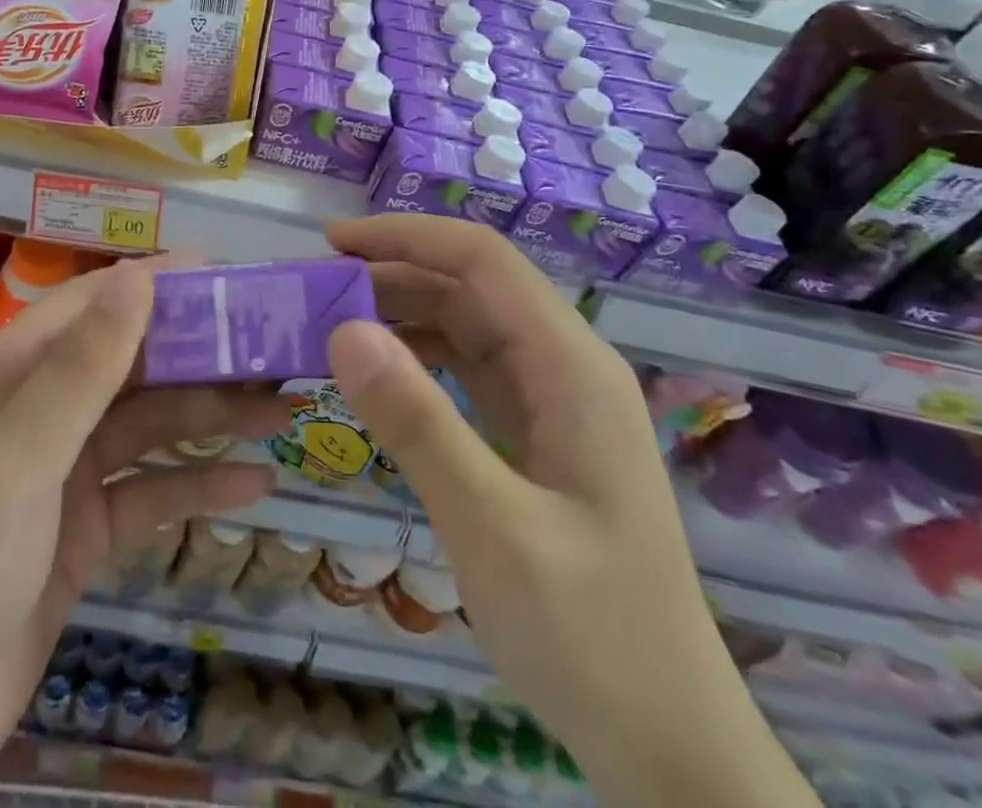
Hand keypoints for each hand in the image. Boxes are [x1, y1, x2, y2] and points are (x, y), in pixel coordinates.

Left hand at [0, 258, 286, 807]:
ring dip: (210, 416)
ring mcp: (60, 478)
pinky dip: (196, 486)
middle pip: (129, 366)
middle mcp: (36, 414)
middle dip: (199, 355)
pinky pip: (148, 496)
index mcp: (6, 377)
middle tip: (276, 348)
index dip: (157, 283)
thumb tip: (139, 274)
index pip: (91, 306)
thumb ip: (81, 371)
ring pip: (147, 428)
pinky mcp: (79, 538)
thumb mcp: (11, 464)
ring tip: (283, 409)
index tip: (229, 275)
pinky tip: (253, 485)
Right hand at [324, 215, 815, 807]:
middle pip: (470, 286)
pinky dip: (415, 359)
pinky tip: (373, 375)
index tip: (332, 244)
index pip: (482, 260)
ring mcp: (550, 401)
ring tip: (329, 327)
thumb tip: (343, 329)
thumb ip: (417, 423)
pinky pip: (466, 370)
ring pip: (465, 325)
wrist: (668, 744)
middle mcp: (564, 366)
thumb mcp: (492, 528)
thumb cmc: (591, 635)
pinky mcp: (534, 434)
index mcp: (570, 366)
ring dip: (399, 314)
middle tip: (314, 292)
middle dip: (392, 274)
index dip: (406, 237)